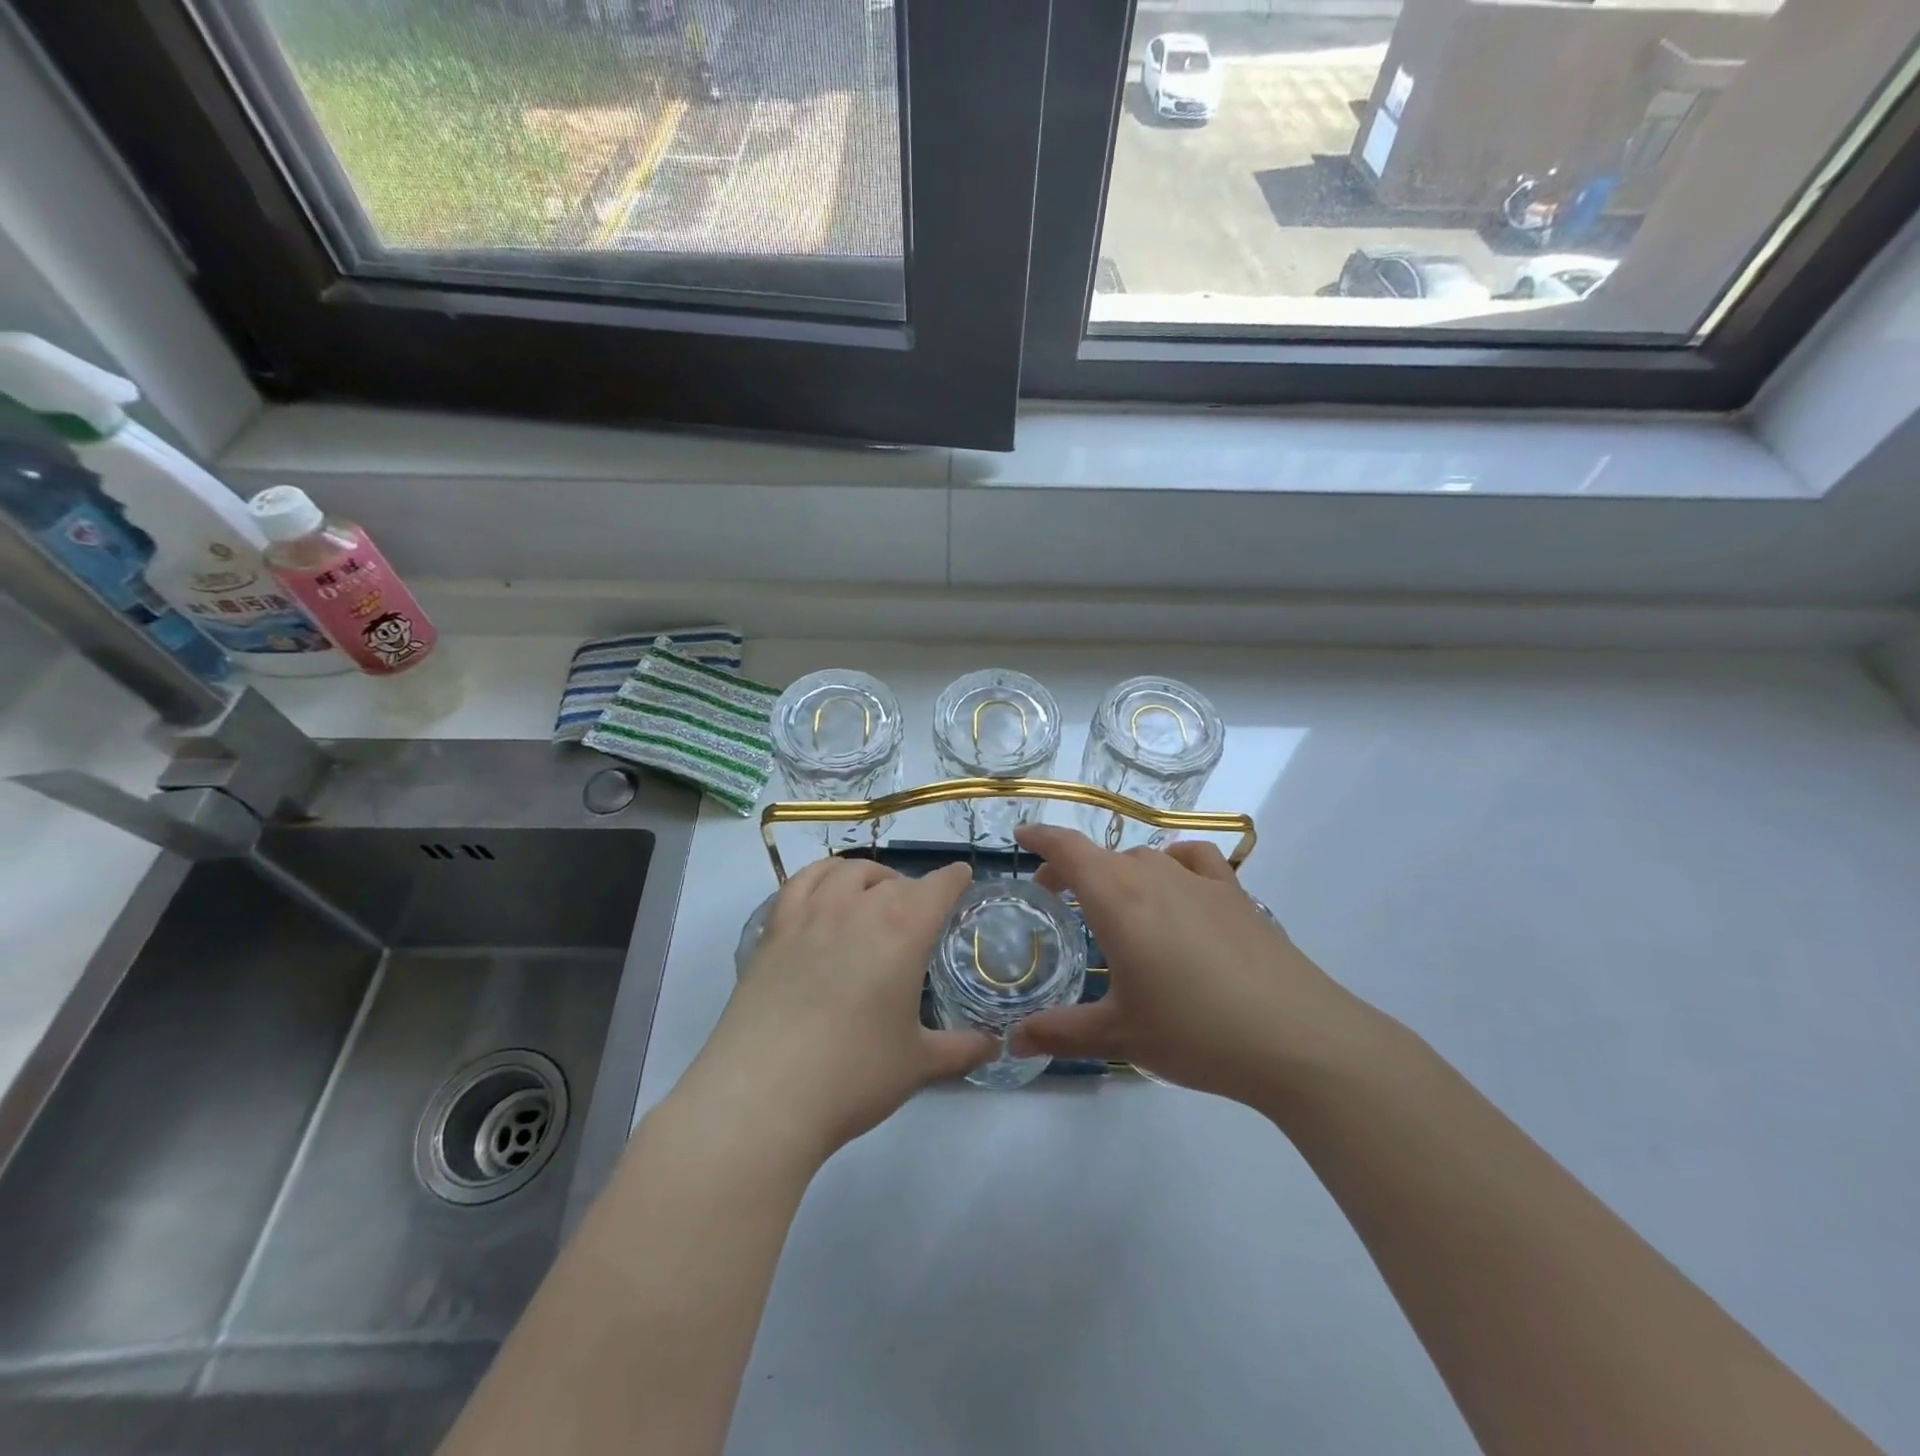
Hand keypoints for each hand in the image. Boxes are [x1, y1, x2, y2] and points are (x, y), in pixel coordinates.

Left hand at [680, 859, 995, 1161]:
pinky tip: (825, 892)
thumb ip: (961, 1049)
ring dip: (869, 877)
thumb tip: (994, 1046)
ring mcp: (811, 913)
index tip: (962, 880)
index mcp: (903, 929)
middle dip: (914, 890)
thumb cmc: (853, 1075)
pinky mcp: (774, 929)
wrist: (763, 1094)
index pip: (939, 885)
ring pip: (847, 871)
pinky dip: (821, 875)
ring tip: (873, 896)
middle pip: (894, 880)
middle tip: (919, 917)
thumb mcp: (918, 1064)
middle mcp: (858, 907)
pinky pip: (801, 881)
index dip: (955, 879)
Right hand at [1010, 826, 1383, 1107]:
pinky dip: (1173, 863)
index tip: (1021, 837)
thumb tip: (1012, 1041)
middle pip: (1103, 855)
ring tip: (1114, 903)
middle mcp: (1156, 877)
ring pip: (1146, 858)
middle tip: (1056, 895)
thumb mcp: (1120, 1035)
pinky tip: (1177, 886)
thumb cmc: (1196, 1032)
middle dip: (1072, 868)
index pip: (1069, 849)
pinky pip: (1194, 860)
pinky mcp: (1237, 895)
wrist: (1298, 1038)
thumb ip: (1061, 1032)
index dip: (1041, 837)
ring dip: (1119, 871)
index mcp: (1119, 901)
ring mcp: (1201, 882)